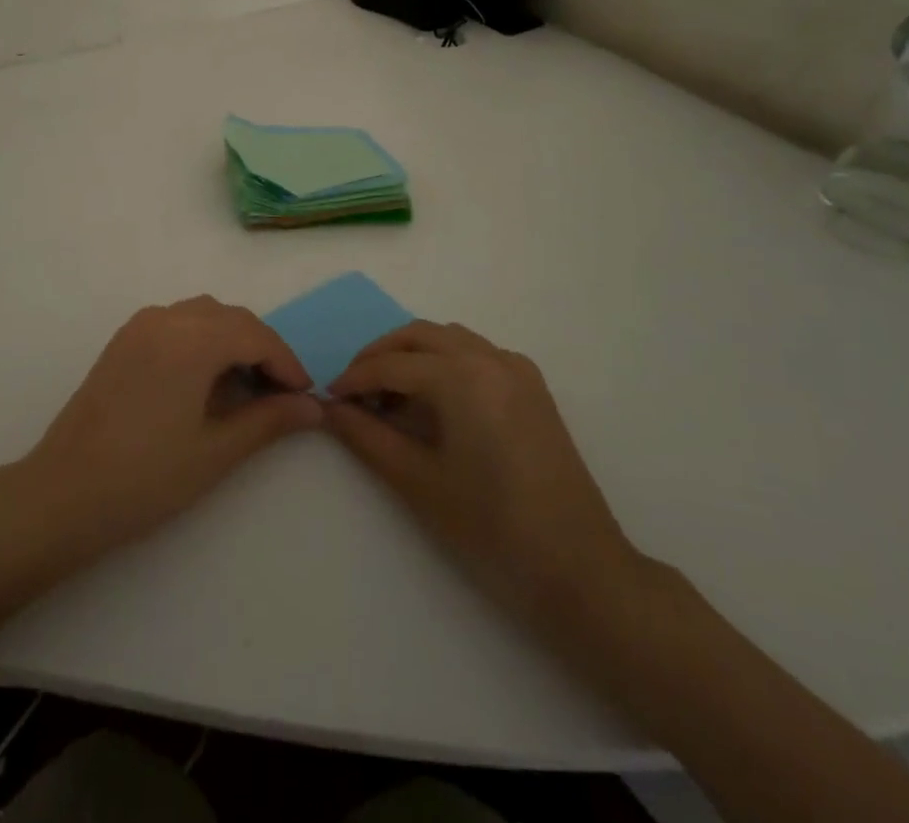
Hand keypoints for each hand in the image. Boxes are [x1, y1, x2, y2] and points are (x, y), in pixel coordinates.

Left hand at [20, 296, 321, 557]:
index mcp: (191, 338)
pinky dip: (202, 340)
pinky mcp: (123, 341)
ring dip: (231, 341)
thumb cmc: (146, 477)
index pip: (255, 334)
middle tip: (282, 394)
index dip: (286, 362)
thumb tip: (312, 407)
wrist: (64, 493)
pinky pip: (176, 323)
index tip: (305, 396)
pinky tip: (206, 380)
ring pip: (202, 315)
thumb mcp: (216, 451)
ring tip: (247, 387)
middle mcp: (165, 318)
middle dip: (261, 349)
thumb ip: (268, 421)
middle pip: (230, 318)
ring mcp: (139, 326)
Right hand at [326, 322, 645, 617]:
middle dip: (380, 355)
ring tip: (388, 396)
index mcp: (462, 376)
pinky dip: (444, 362)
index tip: (327, 397)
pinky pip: (475, 354)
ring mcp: (517, 370)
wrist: (581, 571)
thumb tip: (330, 409)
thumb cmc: (492, 528)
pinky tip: (433, 400)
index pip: (392, 365)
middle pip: (419, 336)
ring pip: (448, 339)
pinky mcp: (532, 388)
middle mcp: (490, 358)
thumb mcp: (418, 481)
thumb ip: (367, 437)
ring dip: (412, 355)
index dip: (354, 378)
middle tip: (352, 390)